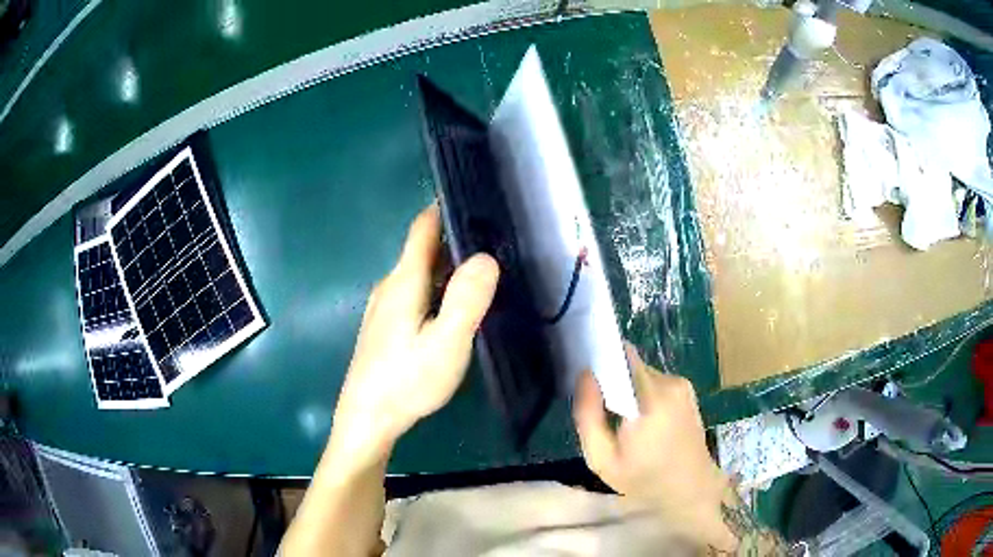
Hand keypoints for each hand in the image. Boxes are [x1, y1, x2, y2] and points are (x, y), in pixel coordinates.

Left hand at [328, 203, 499, 468]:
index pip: (424, 228)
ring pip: (421, 274)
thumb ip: (466, 300)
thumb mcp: (445, 343)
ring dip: (450, 267)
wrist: (366, 419)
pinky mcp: (387, 327)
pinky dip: (439, 288)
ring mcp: (386, 307)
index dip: (446, 208)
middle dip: (457, 240)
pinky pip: (417, 293)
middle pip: (425, 250)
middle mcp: (391, 286)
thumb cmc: (406, 382)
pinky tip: (456, 306)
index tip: (477, 199)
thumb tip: (485, 257)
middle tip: (497, 241)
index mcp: (404, 281)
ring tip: (485, 271)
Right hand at [573, 346, 736, 550]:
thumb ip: (588, 415)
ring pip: (641, 373)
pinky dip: (642, 395)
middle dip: (612, 381)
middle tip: (601, 410)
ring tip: (620, 420)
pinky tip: (640, 422)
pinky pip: (654, 382)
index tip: (586, 380)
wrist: (691, 490)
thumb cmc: (645, 480)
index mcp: (651, 397)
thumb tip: (585, 374)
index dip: (600, 360)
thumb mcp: (602, 459)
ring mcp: (682, 384)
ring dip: (627, 390)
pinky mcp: (687, 390)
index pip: (621, 356)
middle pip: (629, 364)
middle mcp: (670, 382)